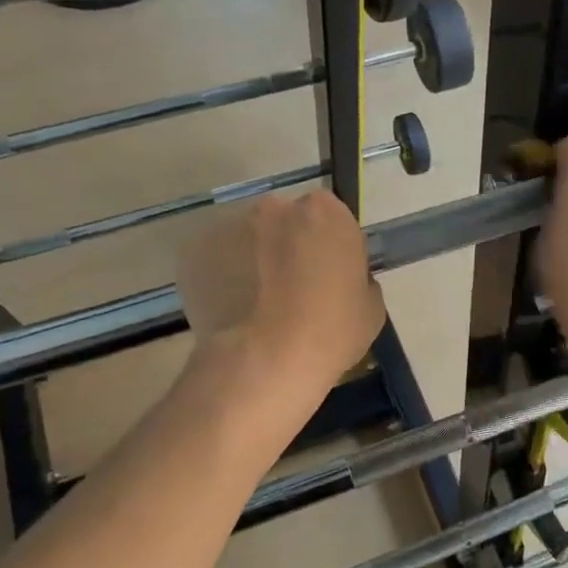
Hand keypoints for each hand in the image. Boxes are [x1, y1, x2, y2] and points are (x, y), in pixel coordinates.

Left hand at [178, 190, 384, 399]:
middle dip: (288, 246)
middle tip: (293, 289)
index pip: (331, 218)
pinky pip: (219, 261)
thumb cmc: (332, 330)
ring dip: (255, 260)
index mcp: (326, 211)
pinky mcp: (197, 252)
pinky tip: (234, 311)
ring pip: (249, 239)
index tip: (328, 275)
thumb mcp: (370, 306)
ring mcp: (232, 226)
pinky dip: (225, 278)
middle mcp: (277, 207)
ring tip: (259, 305)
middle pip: (286, 221)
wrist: (267, 360)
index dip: (329, 246)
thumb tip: (340, 278)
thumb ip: (357, 278)